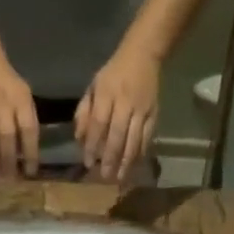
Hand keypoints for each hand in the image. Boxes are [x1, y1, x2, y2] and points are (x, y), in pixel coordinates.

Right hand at [0, 54, 39, 177]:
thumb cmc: (9, 84)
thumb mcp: (25, 97)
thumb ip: (27, 122)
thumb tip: (28, 155)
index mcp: (21, 100)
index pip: (28, 130)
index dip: (30, 153)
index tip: (30, 172)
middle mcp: (3, 104)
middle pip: (6, 138)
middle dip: (8, 163)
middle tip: (10, 182)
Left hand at [76, 42, 159, 181]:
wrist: (144, 54)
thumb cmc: (113, 74)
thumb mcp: (93, 87)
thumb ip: (84, 112)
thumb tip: (79, 139)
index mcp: (107, 94)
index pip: (98, 123)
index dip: (92, 144)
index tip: (88, 162)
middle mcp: (125, 102)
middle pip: (117, 135)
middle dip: (110, 158)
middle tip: (105, 177)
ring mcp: (142, 109)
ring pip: (134, 139)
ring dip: (126, 161)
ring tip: (120, 178)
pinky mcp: (154, 113)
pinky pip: (147, 137)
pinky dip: (140, 153)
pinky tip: (135, 165)